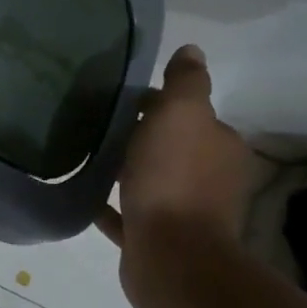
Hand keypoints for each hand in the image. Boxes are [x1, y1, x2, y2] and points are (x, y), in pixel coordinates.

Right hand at [95, 45, 251, 306]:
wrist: (171, 255)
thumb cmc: (174, 178)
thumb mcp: (181, 115)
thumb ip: (187, 83)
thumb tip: (192, 51)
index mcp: (220, 146)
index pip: (192, 115)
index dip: (160, 104)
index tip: (125, 101)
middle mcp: (210, 178)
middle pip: (172, 148)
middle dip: (143, 138)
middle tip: (102, 127)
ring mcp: (185, 213)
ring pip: (152, 182)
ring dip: (128, 171)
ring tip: (91, 159)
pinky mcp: (158, 240)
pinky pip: (130, 216)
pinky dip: (112, 206)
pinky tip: (87, 199)